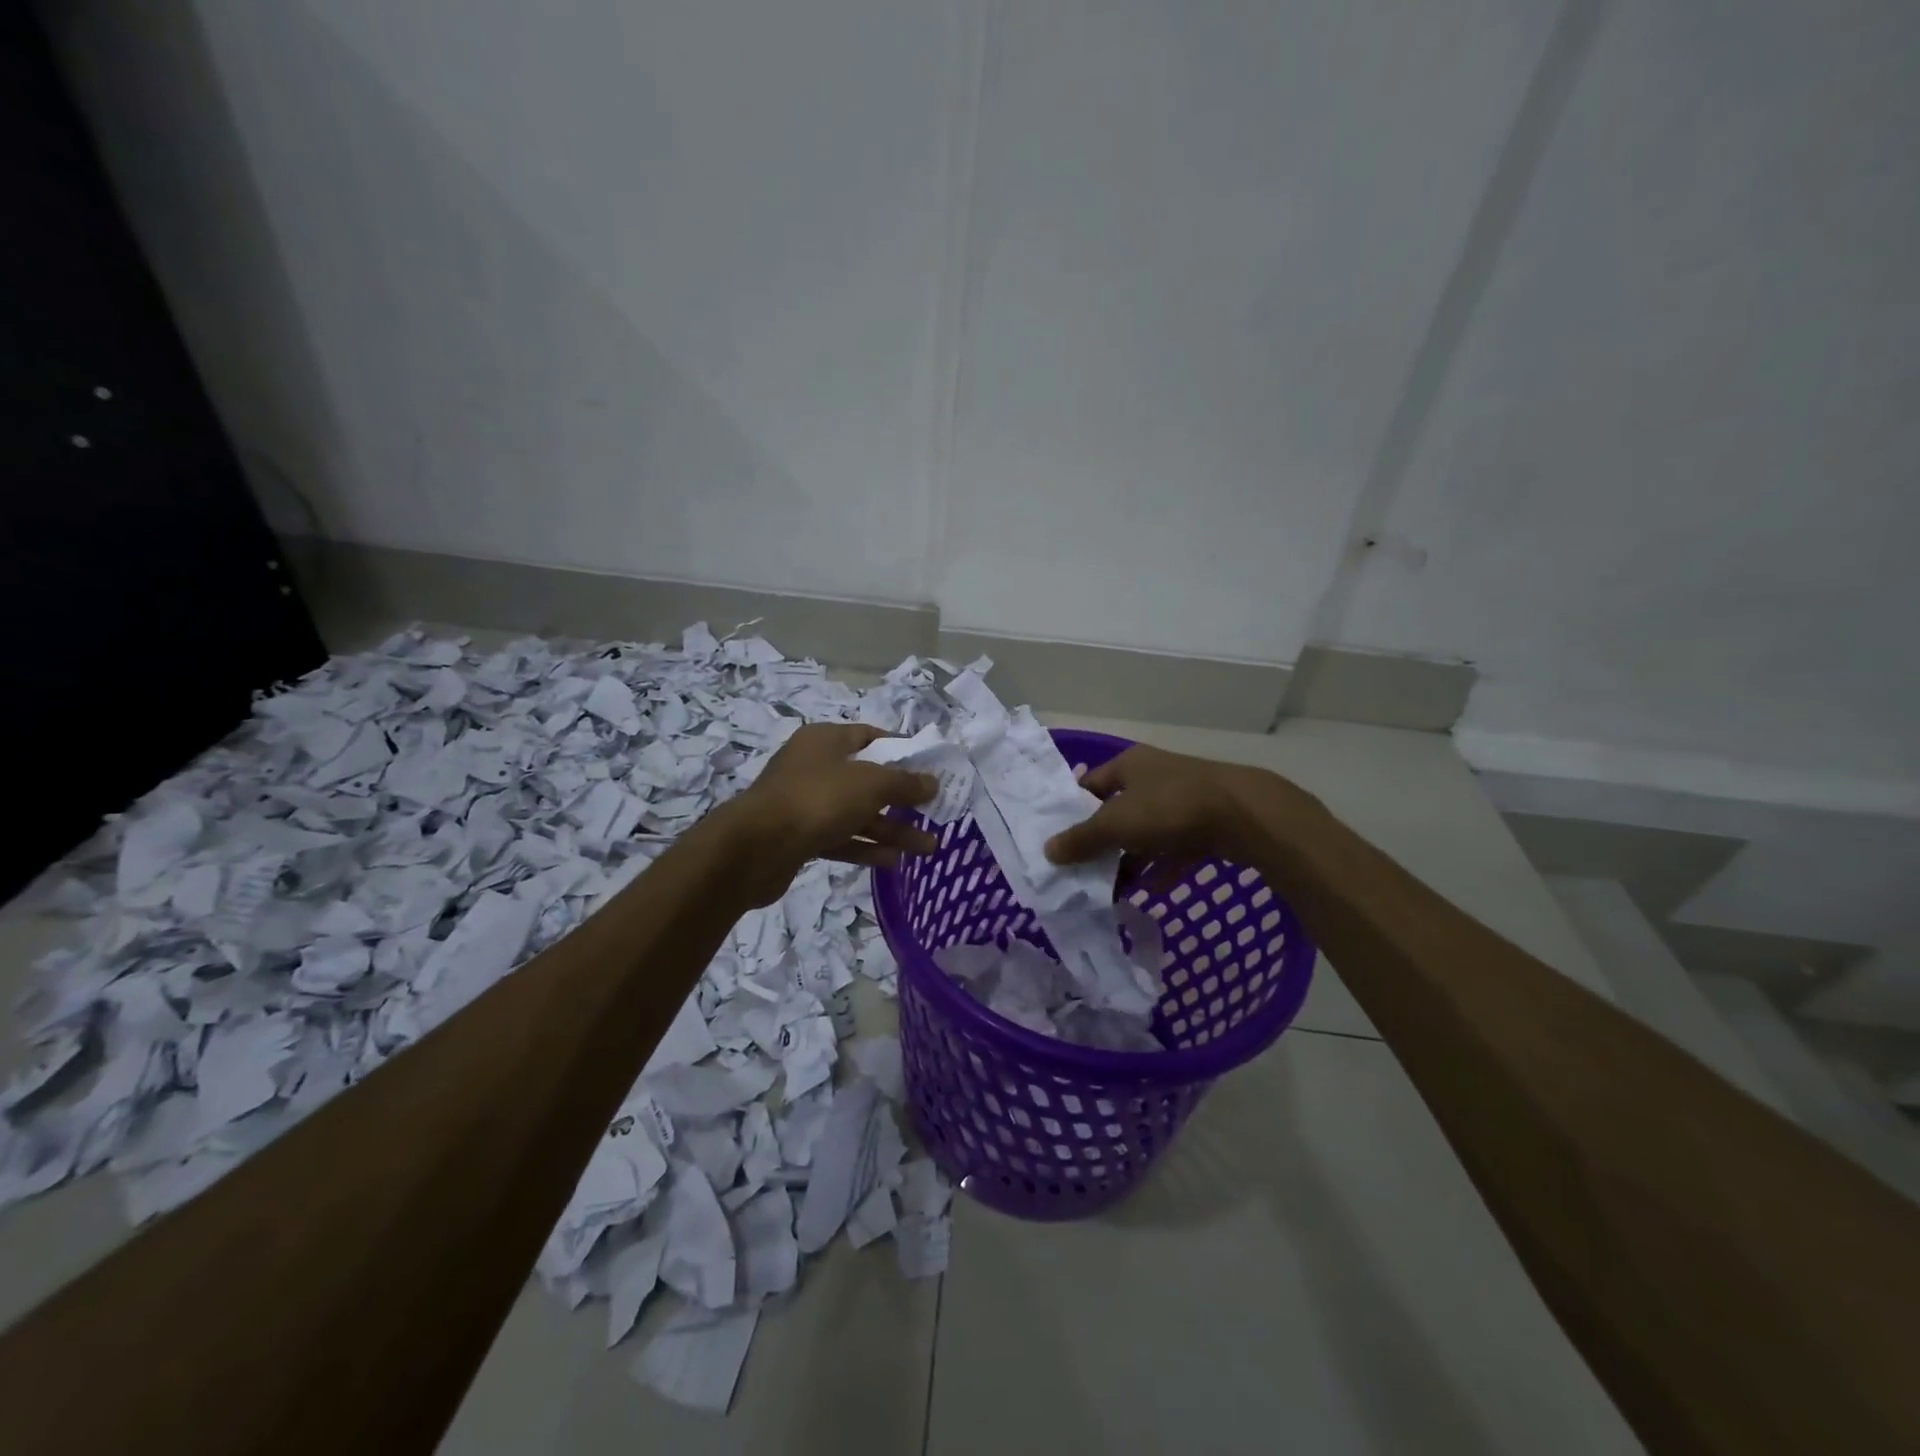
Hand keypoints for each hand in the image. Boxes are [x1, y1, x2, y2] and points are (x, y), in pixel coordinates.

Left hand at [720, 723, 937, 905]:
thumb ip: (905, 783)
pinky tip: (894, 861)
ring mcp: (805, 803)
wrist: (755, 848)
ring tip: (928, 847)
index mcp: (826, 740)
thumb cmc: (817, 800)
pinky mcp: (799, 836)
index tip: (929, 768)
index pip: (870, 737)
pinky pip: (840, 838)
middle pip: (867, 779)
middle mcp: (814, 766)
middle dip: (902, 799)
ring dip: (891, 828)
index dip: (902, 750)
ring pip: (857, 813)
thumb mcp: (870, 784)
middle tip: (934, 814)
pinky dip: (865, 847)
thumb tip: (932, 783)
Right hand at [1044, 744, 1319, 880]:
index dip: (1072, 810)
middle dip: (1102, 841)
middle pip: (1118, 810)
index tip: (1059, 839)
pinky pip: (1175, 848)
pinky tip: (1152, 889)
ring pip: (1147, 831)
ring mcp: (1183, 800)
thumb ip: (1081, 839)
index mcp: (1129, 765)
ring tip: (1111, 888)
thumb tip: (1048, 850)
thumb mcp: (1116, 823)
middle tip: (1082, 870)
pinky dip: (1162, 866)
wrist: (1244, 815)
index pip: (1090, 785)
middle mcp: (1154, 776)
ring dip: (1131, 858)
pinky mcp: (1206, 824)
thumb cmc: (1169, 808)